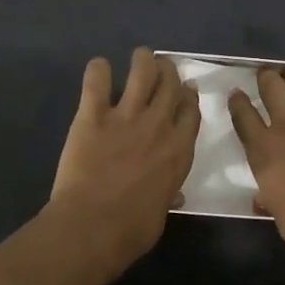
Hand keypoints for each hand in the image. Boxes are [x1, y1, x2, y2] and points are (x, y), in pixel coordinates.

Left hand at [50, 48, 199, 268]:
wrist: (95, 225)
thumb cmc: (134, 229)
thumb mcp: (163, 211)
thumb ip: (168, 193)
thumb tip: (172, 195)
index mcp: (180, 150)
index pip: (191, 111)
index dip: (189, 97)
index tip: (187, 89)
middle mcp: (158, 125)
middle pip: (170, 85)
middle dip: (169, 72)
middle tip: (163, 68)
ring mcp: (126, 116)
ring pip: (142, 72)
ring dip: (143, 60)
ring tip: (140, 55)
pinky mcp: (92, 116)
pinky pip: (97, 82)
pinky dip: (98, 70)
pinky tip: (98, 66)